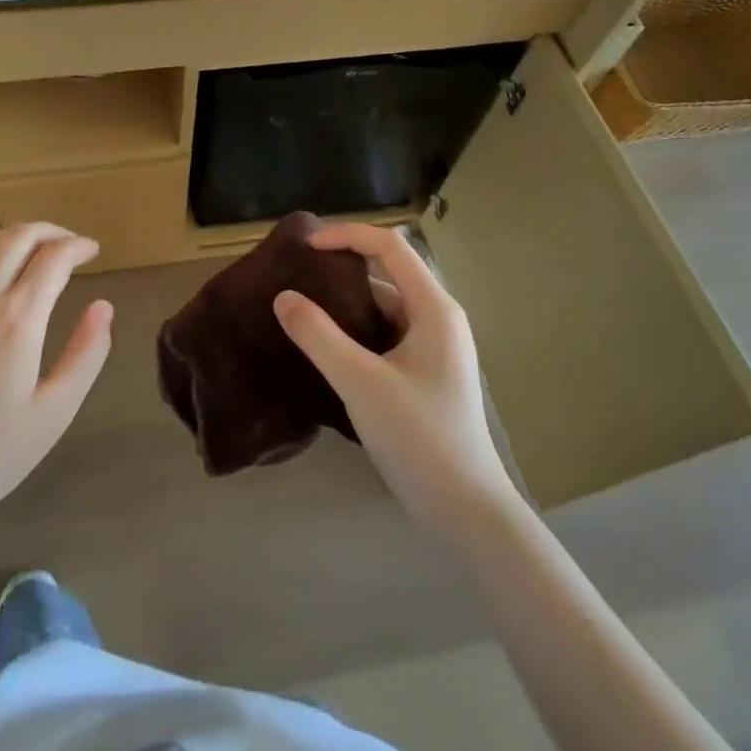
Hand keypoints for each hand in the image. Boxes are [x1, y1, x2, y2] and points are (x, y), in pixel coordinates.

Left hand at [0, 224, 113, 530]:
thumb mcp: (56, 411)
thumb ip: (87, 353)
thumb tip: (103, 306)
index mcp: (17, 319)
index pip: (53, 257)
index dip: (78, 246)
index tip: (94, 250)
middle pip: (18, 236)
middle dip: (51, 231)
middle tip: (70, 245)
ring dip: (16, 236)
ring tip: (36, 252)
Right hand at [275, 222, 514, 539]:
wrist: (468, 514)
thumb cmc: (420, 439)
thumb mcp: (361, 384)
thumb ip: (319, 336)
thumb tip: (283, 297)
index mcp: (434, 308)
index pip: (389, 246)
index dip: (347, 236)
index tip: (306, 247)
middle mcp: (439, 318)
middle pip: (388, 272)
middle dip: (344, 267)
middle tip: (299, 274)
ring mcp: (435, 347)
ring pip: (386, 306)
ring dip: (348, 302)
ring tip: (305, 307)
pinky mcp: (426, 373)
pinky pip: (387, 333)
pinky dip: (358, 329)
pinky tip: (328, 346)